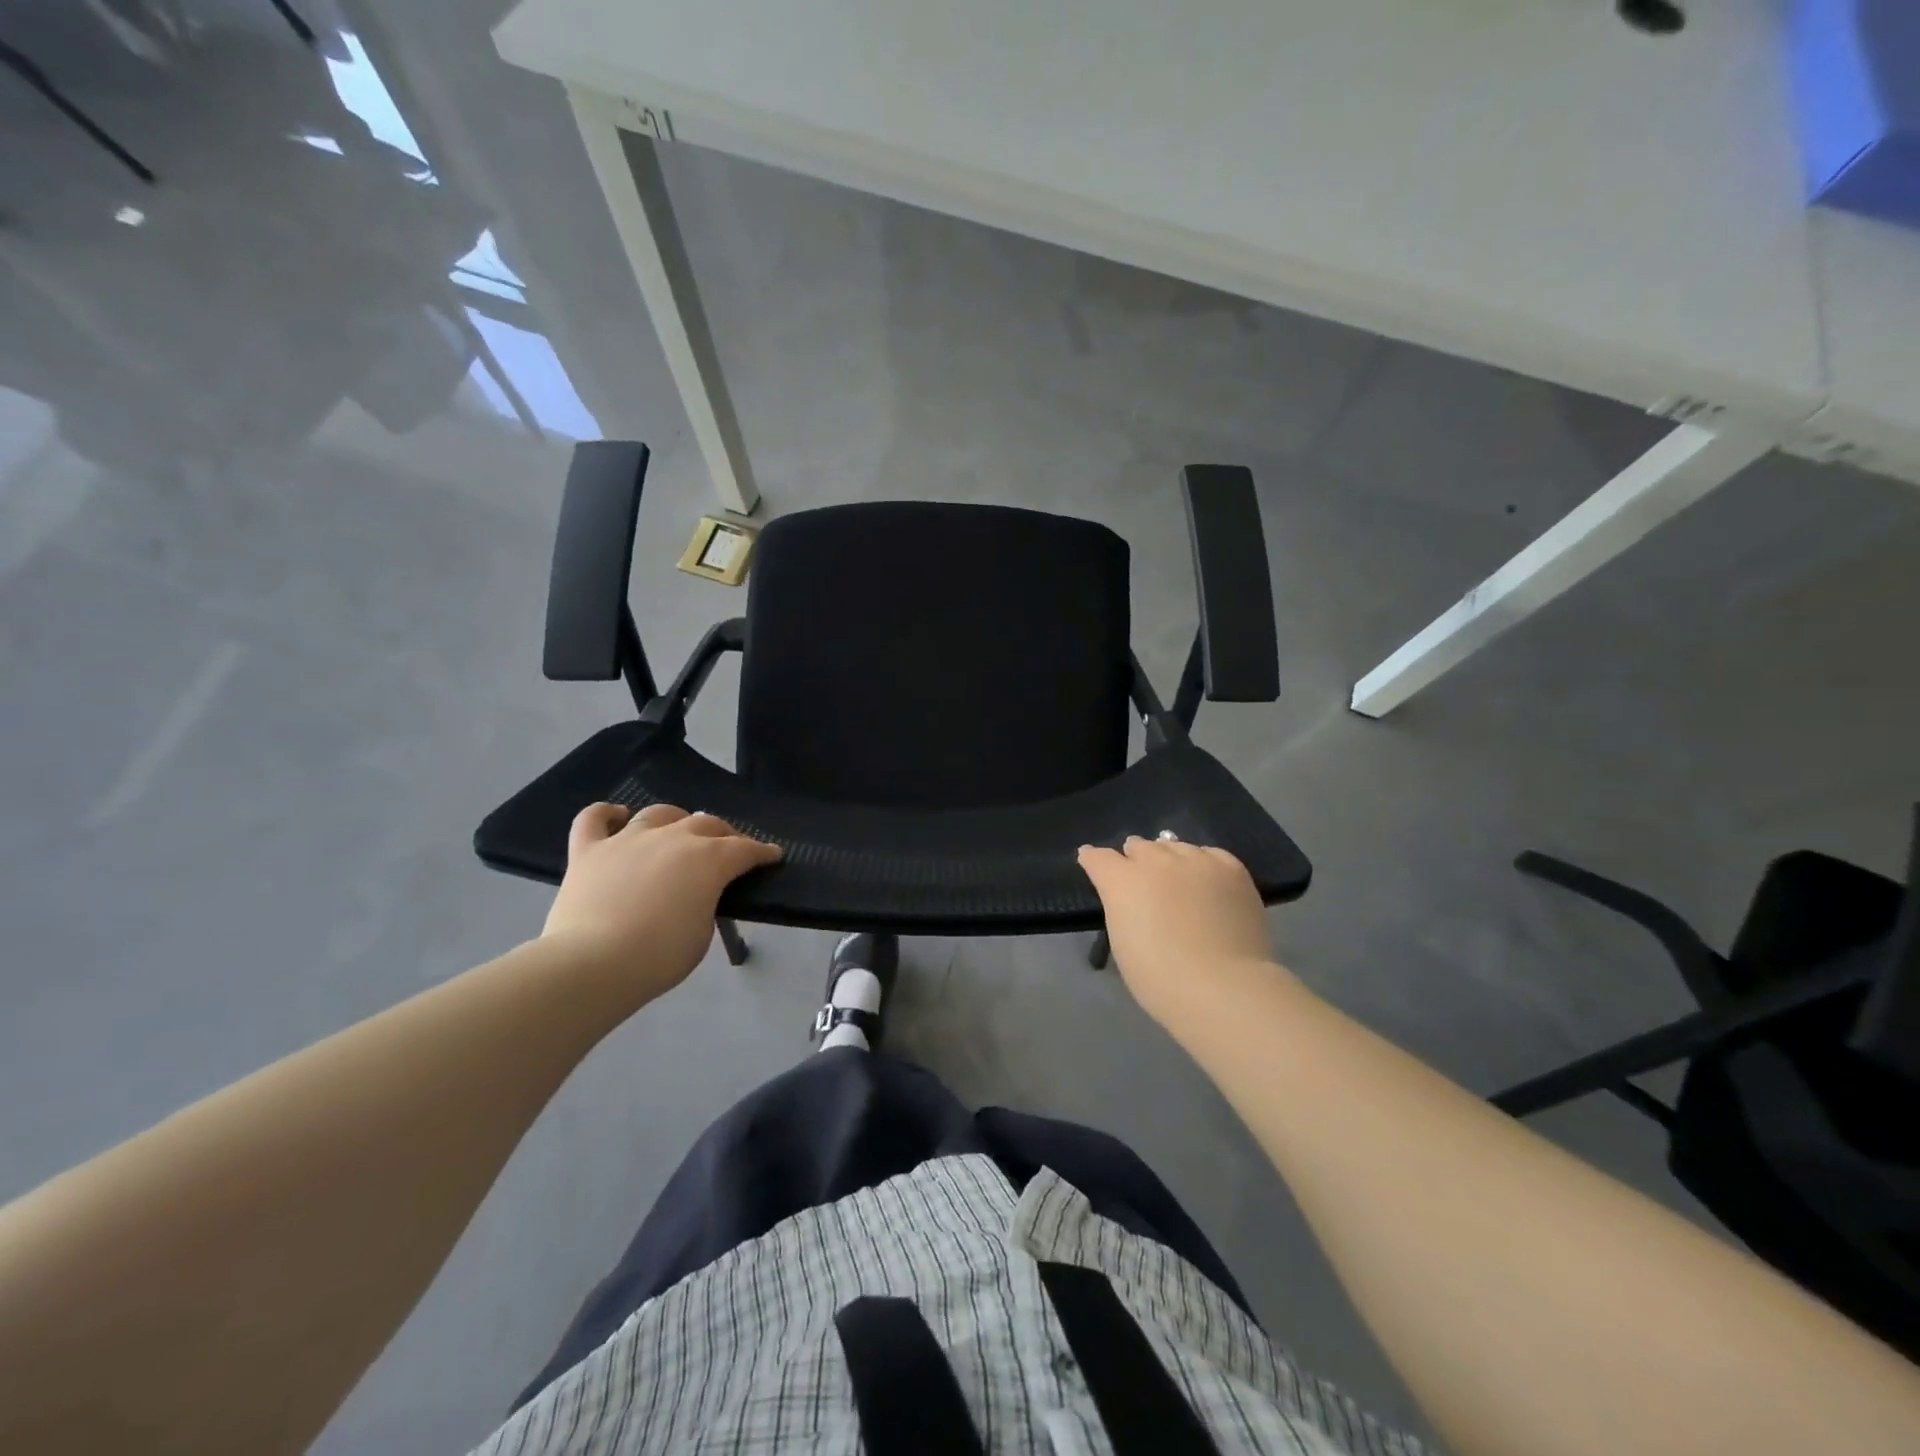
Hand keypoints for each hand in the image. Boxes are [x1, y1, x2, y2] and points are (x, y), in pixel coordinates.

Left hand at [541, 803, 781, 1003]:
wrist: (593, 964)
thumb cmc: (659, 956)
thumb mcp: (702, 933)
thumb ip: (705, 903)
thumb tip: (696, 894)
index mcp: (708, 859)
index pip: (745, 849)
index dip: (762, 852)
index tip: (772, 855)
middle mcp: (672, 838)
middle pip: (706, 823)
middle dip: (724, 834)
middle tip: (729, 849)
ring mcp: (627, 840)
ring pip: (658, 813)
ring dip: (675, 819)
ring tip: (678, 831)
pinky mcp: (589, 850)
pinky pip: (594, 818)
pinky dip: (606, 813)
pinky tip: (617, 816)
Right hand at [1077, 836, 1283, 1028]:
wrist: (1223, 987)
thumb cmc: (1161, 978)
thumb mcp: (1123, 942)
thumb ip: (1121, 908)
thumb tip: (1128, 896)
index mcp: (1122, 881)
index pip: (1098, 857)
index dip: (1093, 860)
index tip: (1092, 863)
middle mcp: (1156, 860)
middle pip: (1139, 846)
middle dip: (1135, 858)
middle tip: (1141, 879)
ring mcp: (1195, 860)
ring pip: (1175, 846)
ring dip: (1169, 859)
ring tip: (1176, 878)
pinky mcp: (1230, 868)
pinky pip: (1210, 854)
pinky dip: (1203, 863)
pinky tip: (1207, 879)